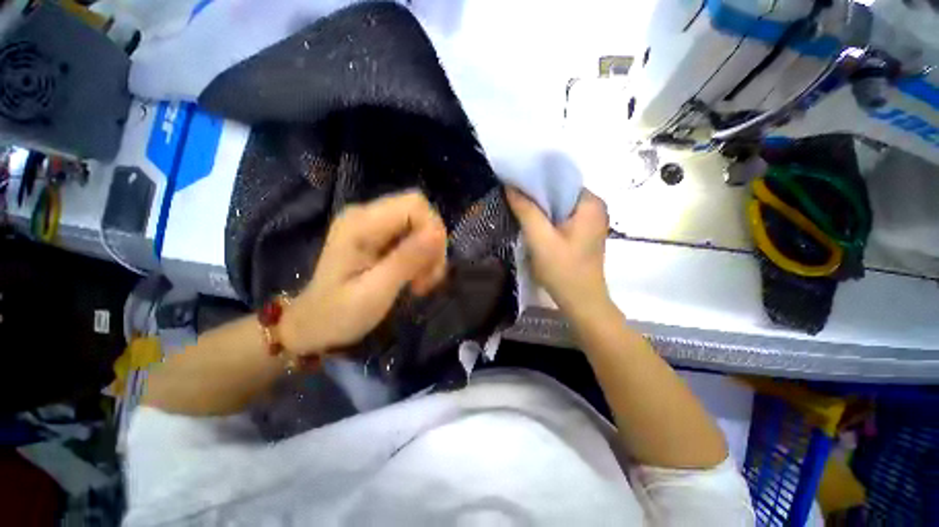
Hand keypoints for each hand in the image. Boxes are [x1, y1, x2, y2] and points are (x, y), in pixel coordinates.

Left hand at [279, 191, 447, 358]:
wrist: (314, 325)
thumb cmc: (339, 314)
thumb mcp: (375, 292)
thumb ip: (406, 260)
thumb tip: (438, 233)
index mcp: (361, 224)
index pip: (414, 205)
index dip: (433, 231)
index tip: (432, 266)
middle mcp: (367, 215)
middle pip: (420, 212)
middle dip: (433, 245)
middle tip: (428, 277)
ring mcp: (373, 224)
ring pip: (420, 225)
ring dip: (430, 253)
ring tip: (421, 282)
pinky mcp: (379, 235)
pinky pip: (413, 236)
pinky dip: (422, 256)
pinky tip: (416, 277)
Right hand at [506, 187, 611, 318]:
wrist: (581, 302)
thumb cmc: (563, 270)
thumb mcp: (540, 239)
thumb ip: (526, 210)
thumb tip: (510, 186)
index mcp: (590, 203)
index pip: (559, 180)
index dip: (534, 181)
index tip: (513, 184)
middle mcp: (594, 207)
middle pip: (559, 193)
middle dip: (536, 196)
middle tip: (512, 198)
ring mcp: (590, 221)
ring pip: (559, 206)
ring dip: (540, 208)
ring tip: (518, 209)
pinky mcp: (584, 233)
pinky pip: (562, 218)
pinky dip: (547, 219)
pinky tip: (533, 224)